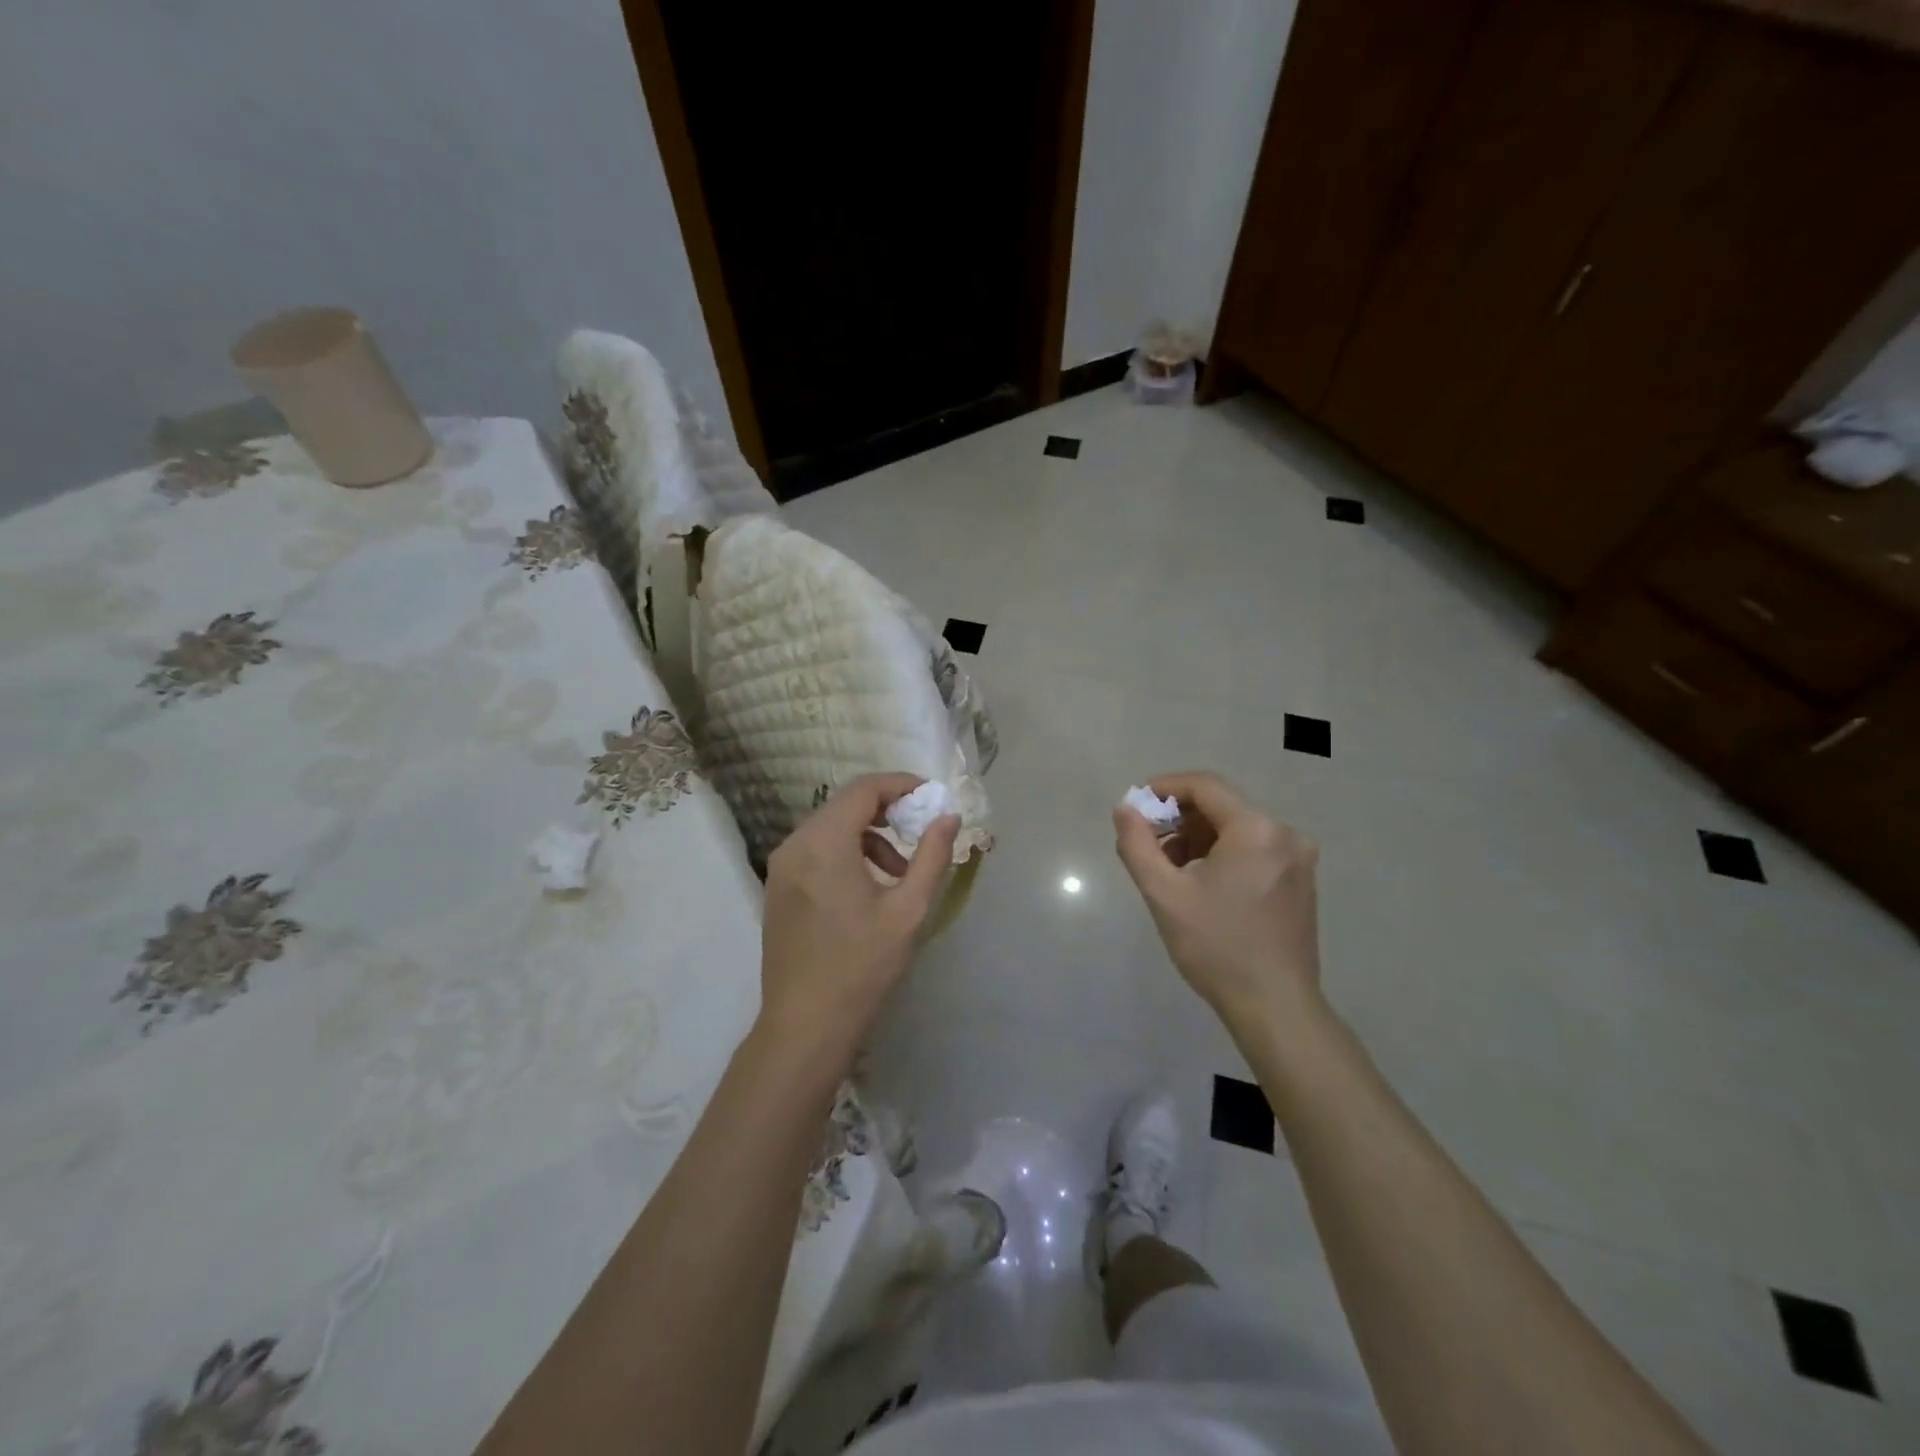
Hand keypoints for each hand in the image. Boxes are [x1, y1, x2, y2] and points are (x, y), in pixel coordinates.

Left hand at [759, 774, 959, 1064]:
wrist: (806, 1025)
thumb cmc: (862, 967)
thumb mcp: (908, 910)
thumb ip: (932, 856)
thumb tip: (948, 817)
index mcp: (824, 843)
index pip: (864, 789)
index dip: (901, 785)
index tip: (931, 797)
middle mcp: (795, 845)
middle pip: (845, 805)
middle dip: (887, 812)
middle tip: (921, 833)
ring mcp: (781, 867)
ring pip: (830, 828)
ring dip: (869, 837)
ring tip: (900, 873)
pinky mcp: (777, 888)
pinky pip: (815, 851)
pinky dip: (846, 854)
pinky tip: (868, 889)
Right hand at [1113, 771, 1324, 1033]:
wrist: (1275, 1007)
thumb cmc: (1216, 947)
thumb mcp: (1164, 894)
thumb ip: (1138, 845)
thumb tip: (1125, 809)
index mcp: (1256, 830)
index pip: (1205, 786)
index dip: (1165, 787)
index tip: (1136, 806)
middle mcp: (1285, 834)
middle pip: (1222, 806)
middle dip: (1179, 818)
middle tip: (1148, 843)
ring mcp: (1298, 859)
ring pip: (1238, 829)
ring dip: (1198, 838)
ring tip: (1169, 868)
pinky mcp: (1300, 882)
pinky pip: (1255, 849)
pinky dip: (1222, 854)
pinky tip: (1201, 883)